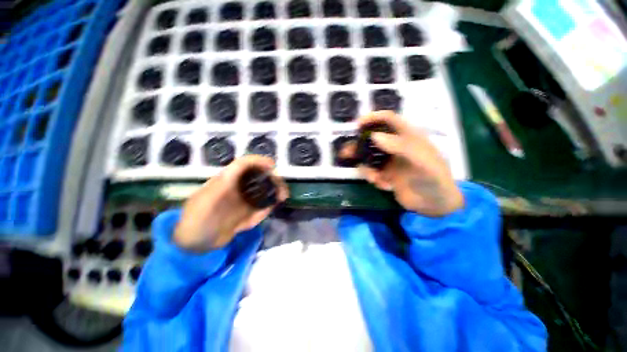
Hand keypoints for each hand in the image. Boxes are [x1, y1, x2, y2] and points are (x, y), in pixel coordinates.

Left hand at [174, 155, 288, 251]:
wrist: (196, 243)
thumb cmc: (196, 220)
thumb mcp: (205, 202)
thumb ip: (219, 189)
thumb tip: (234, 175)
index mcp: (226, 180)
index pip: (243, 164)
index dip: (257, 161)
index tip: (272, 165)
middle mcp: (237, 187)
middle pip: (257, 176)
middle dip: (271, 178)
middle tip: (281, 186)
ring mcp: (242, 200)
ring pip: (262, 190)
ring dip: (274, 191)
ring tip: (283, 196)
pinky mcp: (245, 212)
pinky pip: (261, 206)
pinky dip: (270, 204)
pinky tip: (275, 204)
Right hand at [344, 111, 463, 216]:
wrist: (435, 205)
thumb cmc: (434, 179)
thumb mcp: (422, 161)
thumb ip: (400, 147)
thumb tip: (374, 136)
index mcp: (408, 137)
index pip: (390, 120)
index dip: (374, 118)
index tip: (358, 124)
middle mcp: (396, 146)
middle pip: (373, 139)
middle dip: (359, 146)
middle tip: (346, 152)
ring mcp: (389, 161)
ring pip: (368, 157)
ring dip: (365, 167)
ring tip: (373, 178)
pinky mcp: (385, 174)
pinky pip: (371, 172)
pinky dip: (373, 178)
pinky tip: (384, 186)